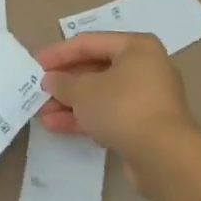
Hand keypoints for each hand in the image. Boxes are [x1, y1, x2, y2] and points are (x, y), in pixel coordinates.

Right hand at [36, 32, 196, 192]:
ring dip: (72, 103)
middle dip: (66, 82)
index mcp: (137, 47)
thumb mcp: (84, 90)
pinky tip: (58, 126)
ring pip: (102, 95)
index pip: (91, 43)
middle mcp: (146, 68)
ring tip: (43, 113)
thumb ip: (64, 82)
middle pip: (97, 69)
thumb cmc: (123, 107)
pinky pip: (110, 115)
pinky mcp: (146, 127)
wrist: (164, 157)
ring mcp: (148, 99)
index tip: (36, 63)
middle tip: (40, 90)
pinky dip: (87, 119)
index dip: (60, 52)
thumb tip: (51, 80)